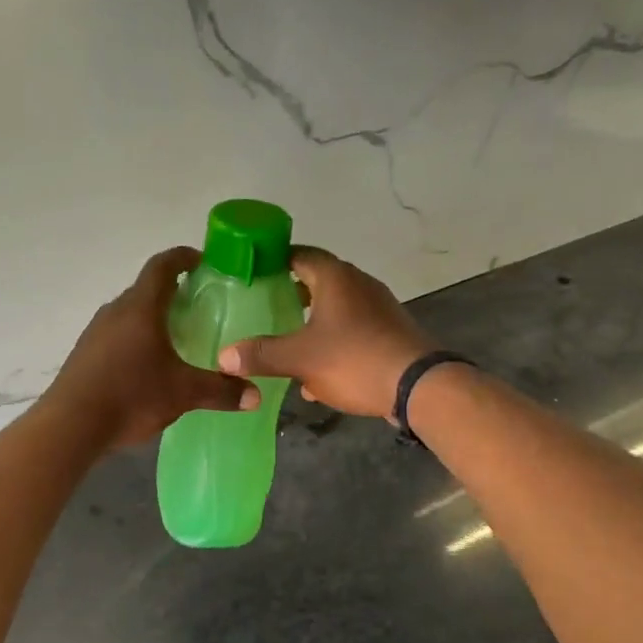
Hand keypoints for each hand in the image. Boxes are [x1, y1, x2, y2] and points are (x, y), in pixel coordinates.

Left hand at [47, 247, 259, 448]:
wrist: (70, 425)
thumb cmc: (131, 395)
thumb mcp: (183, 393)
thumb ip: (221, 391)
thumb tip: (255, 395)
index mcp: (141, 307)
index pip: (162, 266)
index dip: (183, 257)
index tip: (202, 260)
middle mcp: (115, 311)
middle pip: (145, 289)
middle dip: (172, 292)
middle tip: (198, 306)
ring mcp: (95, 332)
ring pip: (129, 313)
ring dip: (151, 317)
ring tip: (176, 337)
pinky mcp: (84, 354)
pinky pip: (116, 335)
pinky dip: (135, 339)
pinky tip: (147, 365)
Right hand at [218, 246, 434, 421]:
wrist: (419, 388)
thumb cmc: (354, 359)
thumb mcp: (299, 358)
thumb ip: (260, 354)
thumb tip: (223, 356)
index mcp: (336, 278)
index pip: (300, 254)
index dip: (274, 260)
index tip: (252, 272)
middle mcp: (358, 285)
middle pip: (318, 281)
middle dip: (290, 294)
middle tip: (262, 306)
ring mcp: (378, 309)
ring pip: (335, 309)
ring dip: (311, 322)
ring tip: (284, 339)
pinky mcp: (388, 334)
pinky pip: (351, 332)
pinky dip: (331, 344)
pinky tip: (315, 377)